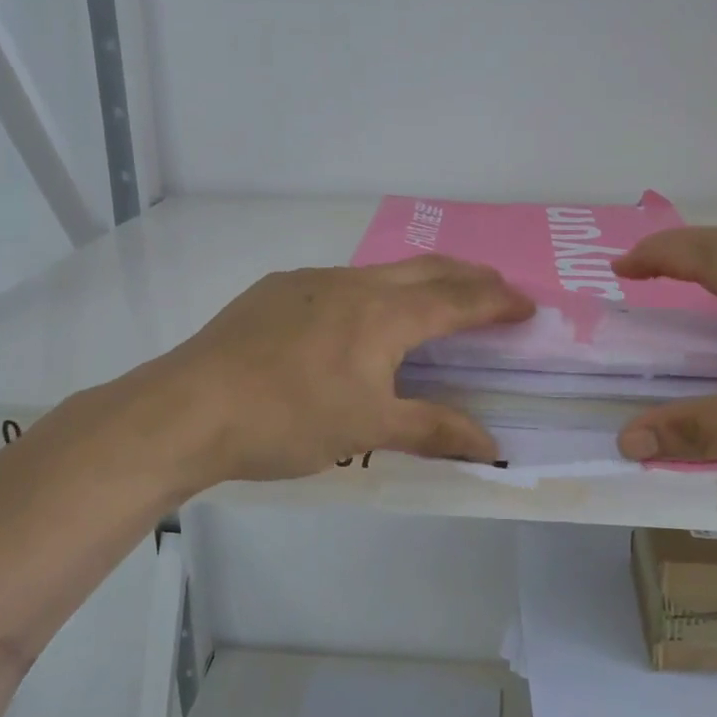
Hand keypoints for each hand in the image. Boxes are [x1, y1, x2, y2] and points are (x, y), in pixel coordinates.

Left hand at [130, 257, 534, 485]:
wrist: (189, 407)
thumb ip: (432, 429)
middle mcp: (352, 284)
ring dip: (418, 282)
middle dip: (467, 277)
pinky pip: (339, 283)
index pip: (456, 301)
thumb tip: (492, 445)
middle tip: (495, 289)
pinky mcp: (275, 291)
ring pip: (380, 272)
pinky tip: (355, 318)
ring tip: (433, 300)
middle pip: (425, 270)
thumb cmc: (288, 419)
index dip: (496, 302)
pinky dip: (371, 292)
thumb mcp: (367, 429)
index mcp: (383, 314)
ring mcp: (309, 283)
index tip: (527, 304)